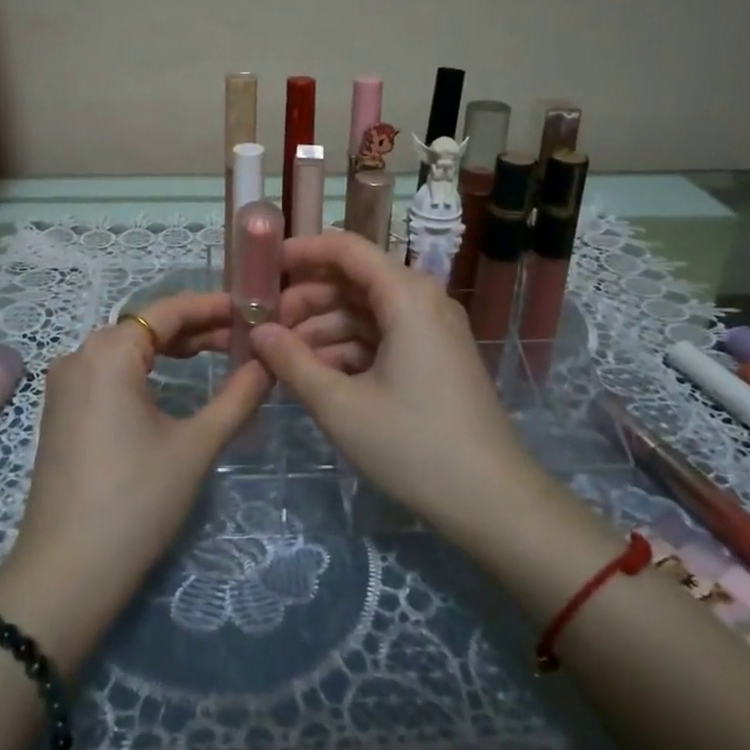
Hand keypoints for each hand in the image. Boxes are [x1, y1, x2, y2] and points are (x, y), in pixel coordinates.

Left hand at [0, 292, 269, 666]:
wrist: (67, 573)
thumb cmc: (137, 500)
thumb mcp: (196, 445)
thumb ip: (238, 396)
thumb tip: (269, 362)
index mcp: (108, 352)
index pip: (168, 311)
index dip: (213, 306)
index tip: (254, 309)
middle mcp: (80, 355)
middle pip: (146, 326)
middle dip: (197, 328)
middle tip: (246, 336)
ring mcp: (65, 384)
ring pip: (128, 349)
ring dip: (173, 348)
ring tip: (221, 354)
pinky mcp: (62, 411)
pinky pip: (110, 372)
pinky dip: (147, 369)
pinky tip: (177, 381)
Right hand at [247, 231, 537, 541]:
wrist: (491, 500)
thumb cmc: (413, 445)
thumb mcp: (341, 405)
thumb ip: (292, 362)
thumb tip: (257, 332)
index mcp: (406, 295)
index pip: (346, 249)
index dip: (300, 252)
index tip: (260, 269)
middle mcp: (422, 300)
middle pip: (353, 280)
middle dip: (305, 299)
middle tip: (261, 326)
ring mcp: (430, 329)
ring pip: (364, 311)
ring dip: (321, 328)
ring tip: (278, 356)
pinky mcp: (432, 357)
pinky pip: (381, 336)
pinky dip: (346, 349)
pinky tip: (313, 374)